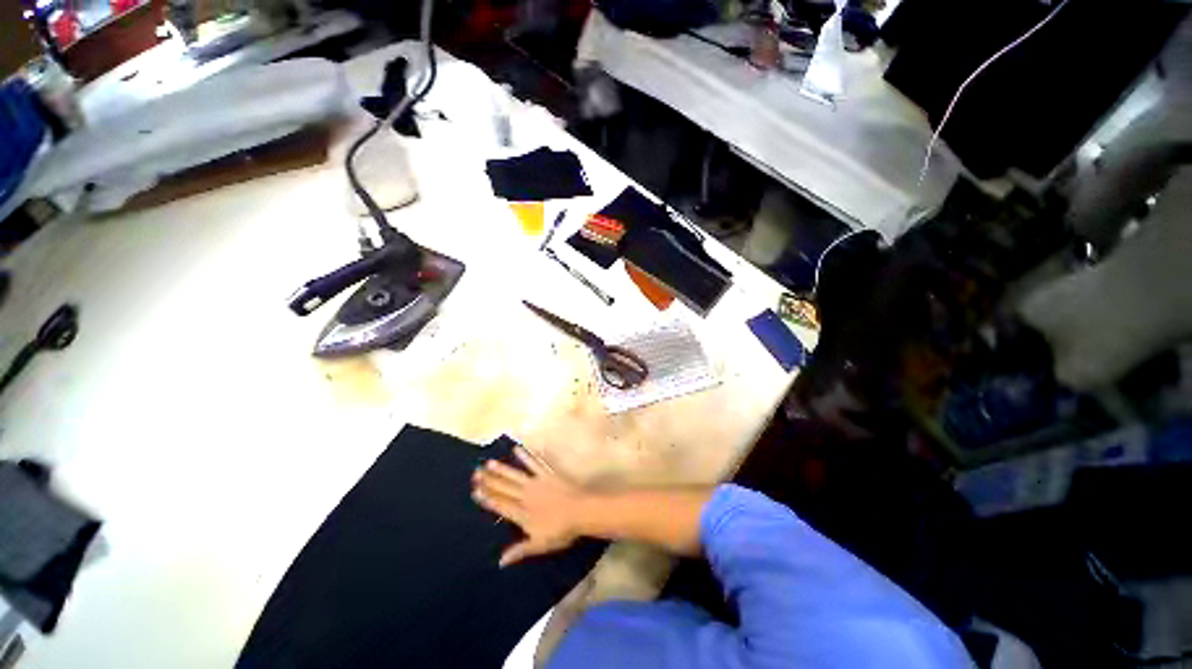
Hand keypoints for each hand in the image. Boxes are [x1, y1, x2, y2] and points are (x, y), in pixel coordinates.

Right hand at [472, 446, 587, 566]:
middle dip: (490, 481)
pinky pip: (534, 463)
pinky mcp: (547, 474)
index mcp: (523, 514)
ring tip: (489, 463)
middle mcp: (526, 496)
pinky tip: (517, 449)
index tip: (475, 491)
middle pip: (505, 488)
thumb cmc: (561, 531)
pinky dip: (526, 456)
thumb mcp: (540, 545)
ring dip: (502, 469)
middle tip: (475, 473)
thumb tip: (500, 562)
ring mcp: (537, 483)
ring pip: (516, 475)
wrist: (581, 511)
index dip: (488, 498)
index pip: (501, 505)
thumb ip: (520, 551)